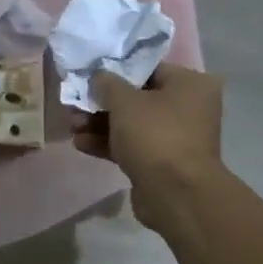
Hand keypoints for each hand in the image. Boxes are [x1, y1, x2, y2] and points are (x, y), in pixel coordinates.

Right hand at [70, 64, 224, 230]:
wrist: (175, 194)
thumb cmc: (155, 136)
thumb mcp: (125, 102)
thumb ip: (107, 83)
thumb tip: (99, 75)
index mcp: (190, 84)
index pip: (147, 68)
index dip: (115, 71)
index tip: (88, 76)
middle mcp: (187, 107)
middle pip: (136, 98)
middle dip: (101, 103)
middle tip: (74, 106)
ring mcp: (175, 137)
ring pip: (131, 124)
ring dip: (99, 124)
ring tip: (72, 127)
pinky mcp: (161, 162)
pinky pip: (131, 146)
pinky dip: (108, 144)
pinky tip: (81, 144)